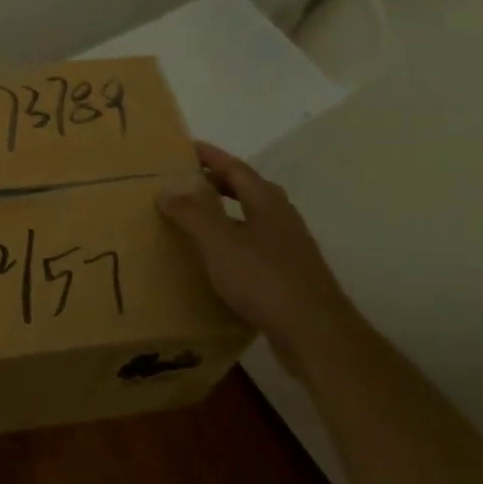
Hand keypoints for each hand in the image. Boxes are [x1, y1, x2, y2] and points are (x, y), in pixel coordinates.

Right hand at [157, 141, 358, 376]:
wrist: (316, 335)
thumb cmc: (264, 279)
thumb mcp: (218, 242)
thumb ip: (191, 213)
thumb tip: (166, 189)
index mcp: (267, 201)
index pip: (235, 167)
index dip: (210, 156)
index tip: (185, 148)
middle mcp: (282, 218)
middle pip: (247, 190)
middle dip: (217, 183)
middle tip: (185, 183)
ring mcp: (290, 249)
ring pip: (253, 220)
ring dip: (226, 214)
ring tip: (195, 220)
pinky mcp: (291, 277)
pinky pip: (256, 248)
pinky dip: (234, 244)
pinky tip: (218, 261)